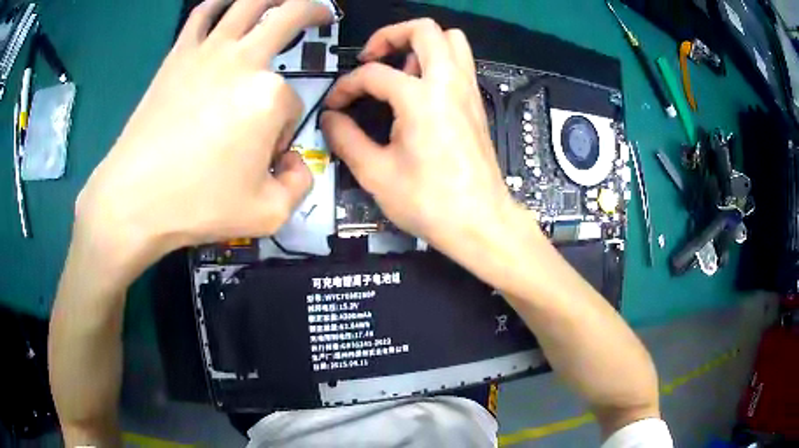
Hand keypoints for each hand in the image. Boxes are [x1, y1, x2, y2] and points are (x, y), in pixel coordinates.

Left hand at [75, 0, 333, 270]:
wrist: (135, 199)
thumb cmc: (199, 205)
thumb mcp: (269, 214)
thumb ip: (300, 186)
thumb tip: (296, 162)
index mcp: (270, 95)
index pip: (291, 104)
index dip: (282, 130)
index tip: (263, 155)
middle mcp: (244, 60)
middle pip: (290, 17)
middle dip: (314, 11)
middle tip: (323, 14)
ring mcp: (207, 52)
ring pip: (249, 2)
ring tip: (283, 0)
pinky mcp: (178, 56)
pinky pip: (202, 14)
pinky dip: (219, 3)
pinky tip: (226, 4)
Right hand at [322, 19, 519, 259]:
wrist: (481, 222)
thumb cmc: (429, 202)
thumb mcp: (376, 174)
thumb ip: (346, 139)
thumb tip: (330, 119)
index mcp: (421, 98)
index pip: (373, 74)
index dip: (345, 86)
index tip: (334, 105)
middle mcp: (449, 83)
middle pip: (425, 29)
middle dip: (390, 35)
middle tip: (371, 58)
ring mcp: (468, 90)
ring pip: (451, 40)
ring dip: (420, 44)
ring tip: (398, 71)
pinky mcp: (476, 103)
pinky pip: (460, 62)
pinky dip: (438, 61)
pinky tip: (419, 90)